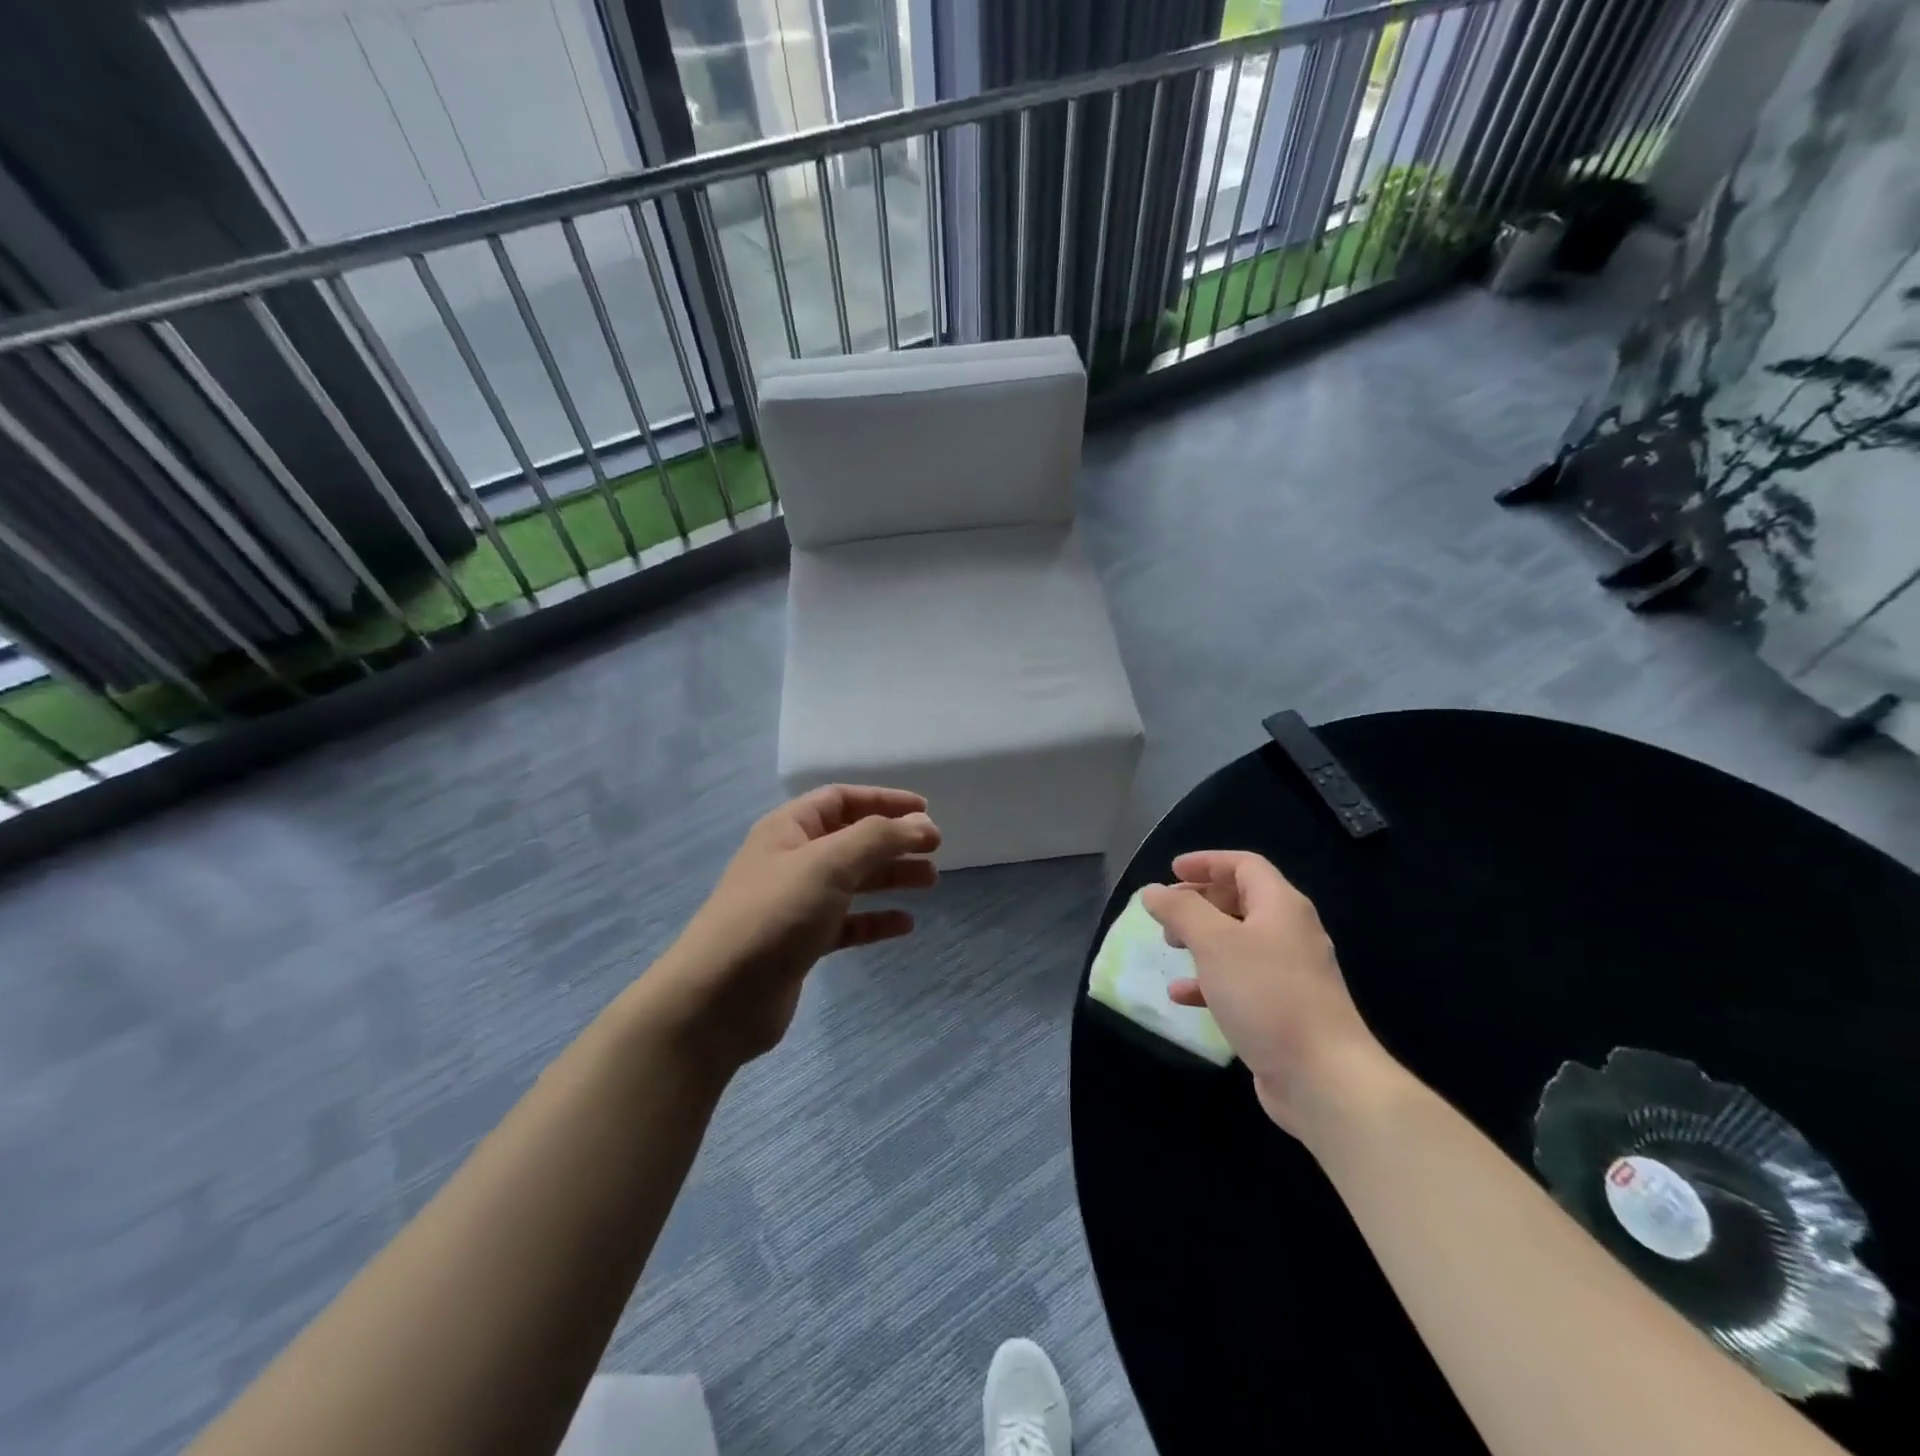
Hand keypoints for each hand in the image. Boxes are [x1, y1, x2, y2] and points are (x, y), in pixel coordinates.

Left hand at [658, 786, 939, 1065]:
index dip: (883, 800)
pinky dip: (875, 920)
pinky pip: (847, 923)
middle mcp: (792, 860)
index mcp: (789, 829)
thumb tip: (922, 824)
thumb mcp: (828, 864)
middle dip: (893, 841)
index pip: (841, 800)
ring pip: (853, 881)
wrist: (719, 998)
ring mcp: (796, 904)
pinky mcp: (802, 944)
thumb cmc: (774, 915)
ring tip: (931, 882)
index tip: (925, 810)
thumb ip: (878, 838)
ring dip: (890, 877)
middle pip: (851, 840)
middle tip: (935, 850)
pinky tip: (904, 925)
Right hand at [1140, 851, 1392, 1139]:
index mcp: (1281, 907)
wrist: (1323, 1078)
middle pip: (1241, 901)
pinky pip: (1240, 981)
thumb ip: (1181, 911)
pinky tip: (1182, 996)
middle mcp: (1289, 933)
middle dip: (1200, 901)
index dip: (1207, 862)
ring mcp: (1289, 974)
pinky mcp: (1282, 1010)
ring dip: (1201, 939)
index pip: (1244, 865)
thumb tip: (1154, 891)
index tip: (1171, 871)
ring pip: (1238, 942)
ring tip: (1171, 948)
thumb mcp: (1215, 943)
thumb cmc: (1267, 995)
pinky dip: (1209, 980)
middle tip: (1167, 913)